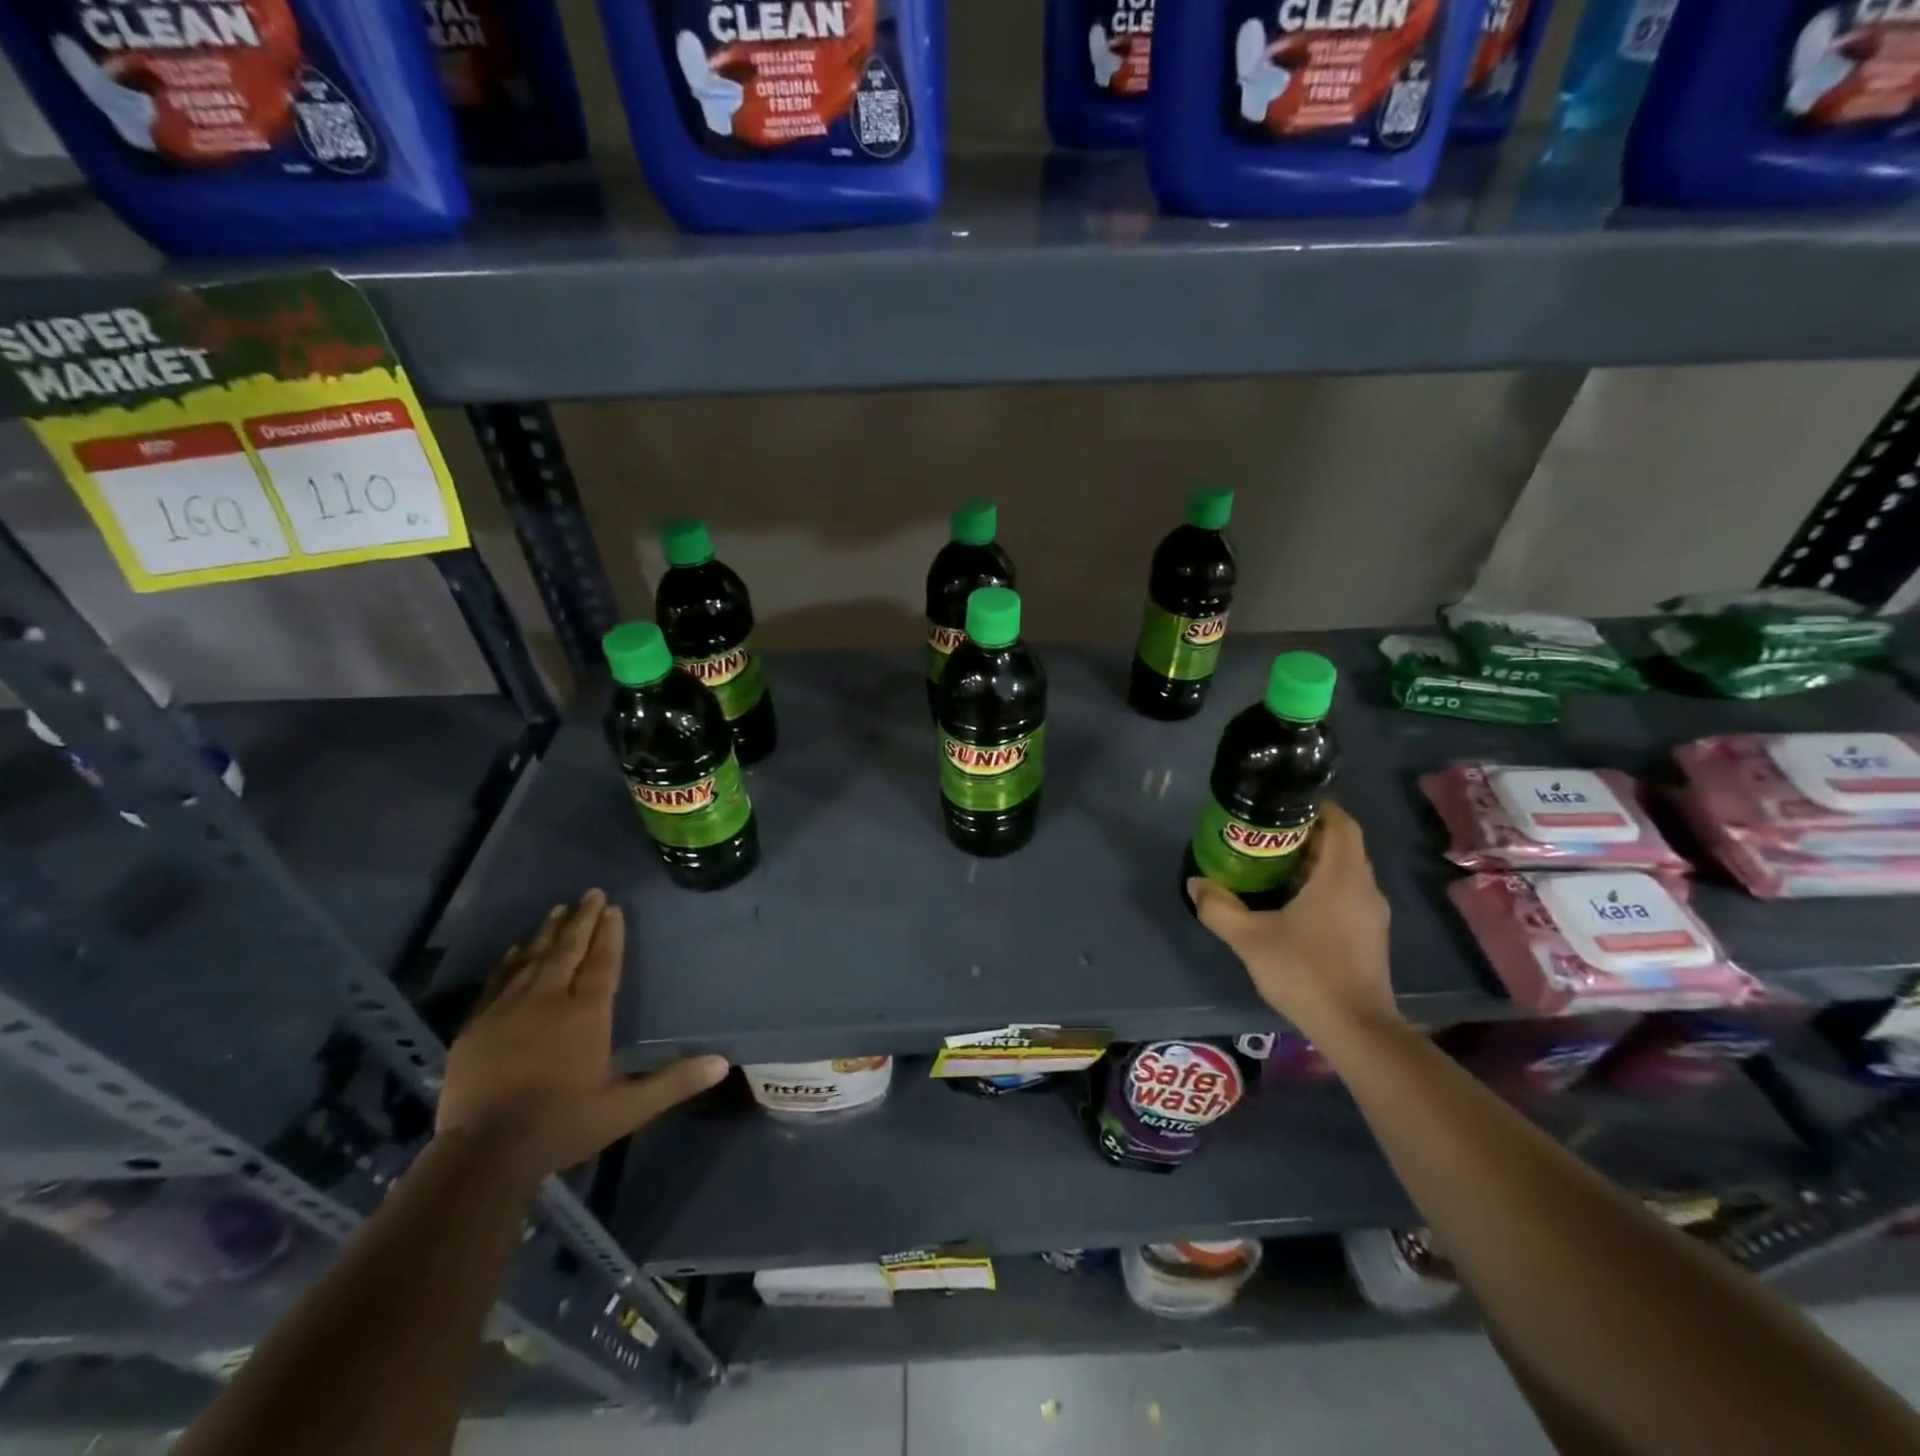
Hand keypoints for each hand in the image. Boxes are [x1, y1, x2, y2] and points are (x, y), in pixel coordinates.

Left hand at [437, 889, 729, 1179]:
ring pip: (533, 959)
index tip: (614, 908)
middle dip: (581, 920)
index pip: (602, 962)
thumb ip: (674, 1082)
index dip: (610, 934)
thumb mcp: (628, 1109)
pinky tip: (516, 949)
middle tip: (591, 893)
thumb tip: (723, 1062)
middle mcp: (548, 1000)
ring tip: (558, 909)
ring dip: (548, 933)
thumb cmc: (563, 1125)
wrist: (484, 1153)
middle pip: (567, 950)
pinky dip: (510, 961)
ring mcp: (508, 1010)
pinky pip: (498, 981)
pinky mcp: (477, 1027)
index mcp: (586, 1014)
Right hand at [1187, 802, 1399, 1039]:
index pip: (1340, 822)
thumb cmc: (1306, 972)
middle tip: (1264, 835)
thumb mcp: (1250, 939)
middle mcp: (1364, 886)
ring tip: (1270, 865)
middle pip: (1340, 844)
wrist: (1356, 1029)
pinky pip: (1346, 893)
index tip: (1281, 806)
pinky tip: (1290, 902)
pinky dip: (1321, 886)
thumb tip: (1196, 883)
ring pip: (1344, 870)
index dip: (1315, 807)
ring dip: (1312, 862)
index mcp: (1341, 875)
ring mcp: (1371, 913)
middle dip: (1305, 834)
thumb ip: (1218, 908)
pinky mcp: (1370, 935)